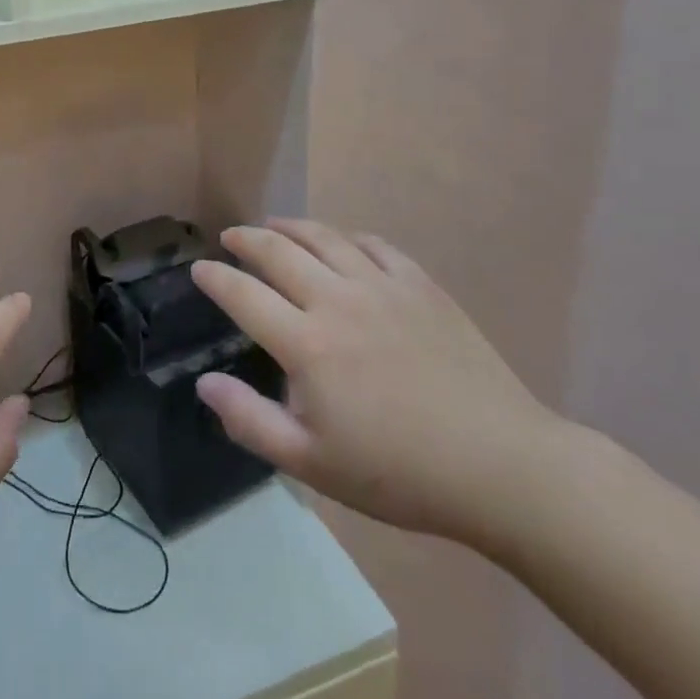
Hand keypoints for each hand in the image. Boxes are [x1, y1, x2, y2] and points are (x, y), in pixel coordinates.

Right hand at [192, 220, 563, 549]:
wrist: (500, 466)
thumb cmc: (399, 473)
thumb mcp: (313, 464)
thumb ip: (250, 421)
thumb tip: (204, 382)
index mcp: (307, 344)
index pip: (244, 295)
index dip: (215, 278)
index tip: (199, 269)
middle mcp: (338, 301)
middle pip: (279, 252)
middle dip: (246, 239)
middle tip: (230, 237)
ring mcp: (383, 287)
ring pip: (325, 238)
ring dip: (291, 227)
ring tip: (274, 225)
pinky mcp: (421, 286)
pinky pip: (374, 245)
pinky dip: (347, 237)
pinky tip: (341, 242)